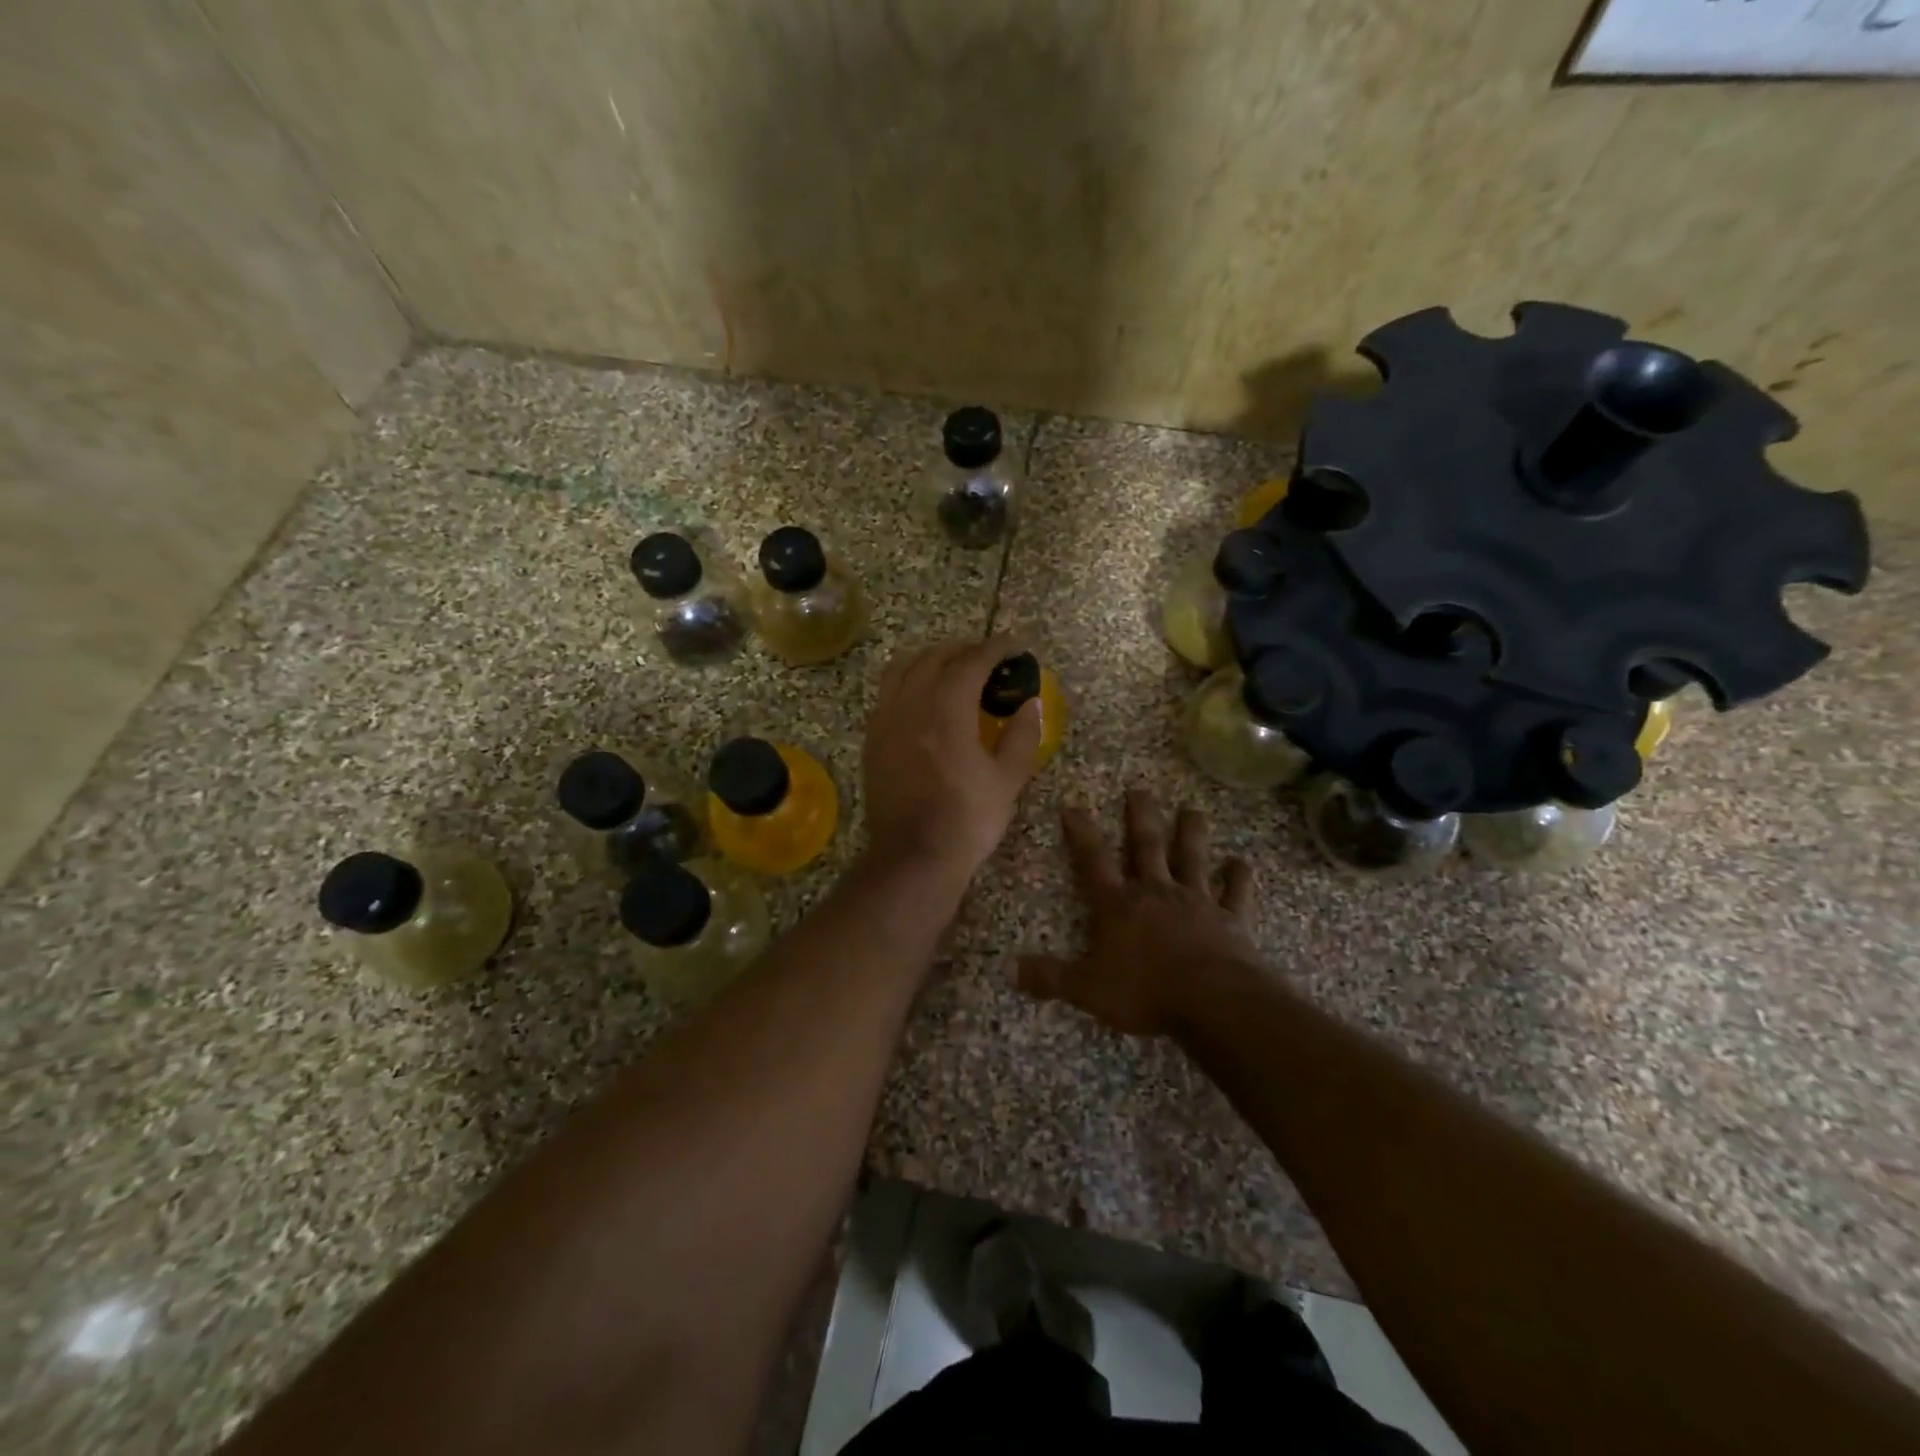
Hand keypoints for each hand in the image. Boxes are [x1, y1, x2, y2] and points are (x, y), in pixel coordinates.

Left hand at [862, 635, 1043, 885]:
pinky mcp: (872, 739)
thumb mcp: (1008, 779)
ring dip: (930, 659)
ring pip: (902, 668)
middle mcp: (910, 704)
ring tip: (952, 668)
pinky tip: (924, 697)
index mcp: (946, 710)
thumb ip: (1022, 734)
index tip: (1014, 645)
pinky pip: (887, 692)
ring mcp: (885, 720)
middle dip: (963, 649)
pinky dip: (908, 680)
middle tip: (988, 657)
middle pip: (934, 657)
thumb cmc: (967, 819)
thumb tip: (1031, 702)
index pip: (971, 662)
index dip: (995, 648)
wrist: (913, 857)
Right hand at [1017, 788, 1259, 1036]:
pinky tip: (1242, 862)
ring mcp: (1197, 902)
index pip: (1094, 862)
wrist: (1214, 1002)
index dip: (1082, 834)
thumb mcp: (1088, 989)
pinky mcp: (1230, 919)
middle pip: (1147, 847)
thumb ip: (1051, 977)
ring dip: (1191, 834)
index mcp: (1119, 906)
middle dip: (1141, 817)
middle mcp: (1156, 893)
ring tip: (1192, 809)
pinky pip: (1235, 893)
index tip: (1073, 806)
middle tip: (1140, 789)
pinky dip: (1239, 877)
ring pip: (1192, 859)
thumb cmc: (1147, 992)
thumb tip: (1010, 970)